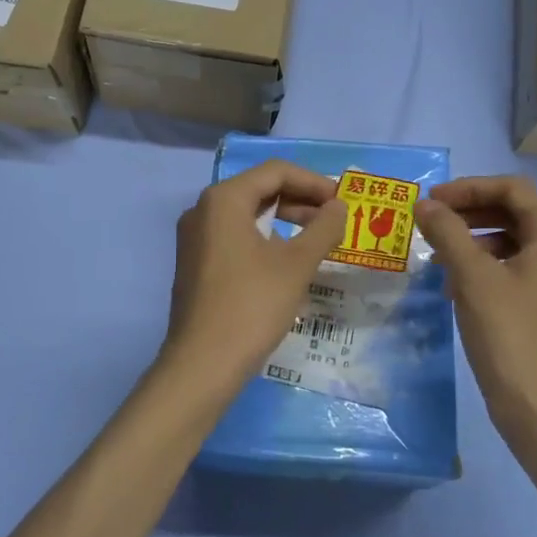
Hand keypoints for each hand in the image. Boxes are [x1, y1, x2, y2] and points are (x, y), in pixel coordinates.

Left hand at [158, 160, 346, 391]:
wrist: (202, 364)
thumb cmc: (252, 306)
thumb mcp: (296, 265)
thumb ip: (323, 229)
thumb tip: (339, 207)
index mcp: (223, 200)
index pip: (275, 172)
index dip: (313, 182)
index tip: (342, 202)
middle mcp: (203, 210)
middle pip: (259, 189)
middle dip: (300, 200)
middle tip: (334, 220)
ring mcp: (195, 238)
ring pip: (247, 214)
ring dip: (284, 220)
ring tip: (317, 240)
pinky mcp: (195, 263)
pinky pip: (234, 236)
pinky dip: (264, 239)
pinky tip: (287, 260)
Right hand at [414, 176, 536, 445]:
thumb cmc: (509, 334)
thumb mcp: (473, 277)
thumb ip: (447, 233)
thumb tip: (424, 204)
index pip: (512, 188)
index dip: (470, 187)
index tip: (433, 200)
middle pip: (511, 211)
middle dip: (468, 210)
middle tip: (430, 221)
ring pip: (506, 240)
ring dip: (470, 239)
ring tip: (437, 255)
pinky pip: (506, 267)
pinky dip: (478, 266)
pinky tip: (452, 286)